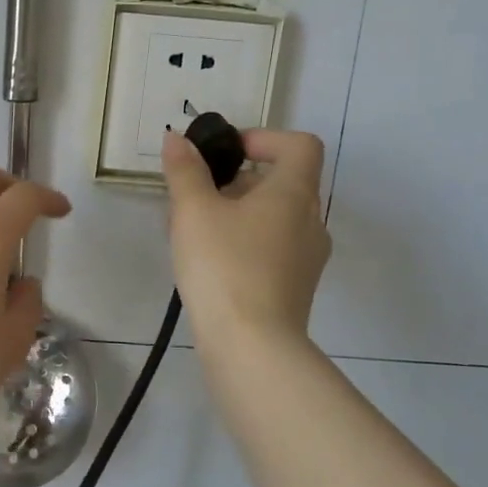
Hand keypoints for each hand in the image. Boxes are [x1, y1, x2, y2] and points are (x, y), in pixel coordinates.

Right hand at [161, 128, 331, 363]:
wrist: (252, 347)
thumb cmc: (225, 266)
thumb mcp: (194, 211)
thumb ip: (185, 171)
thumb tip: (177, 139)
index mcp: (294, 194)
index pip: (299, 145)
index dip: (265, 138)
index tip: (227, 153)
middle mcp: (310, 221)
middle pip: (281, 182)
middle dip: (235, 181)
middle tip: (194, 194)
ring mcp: (307, 259)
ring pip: (273, 218)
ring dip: (235, 213)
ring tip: (190, 230)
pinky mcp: (294, 289)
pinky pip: (270, 249)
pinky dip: (242, 243)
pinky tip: (206, 263)